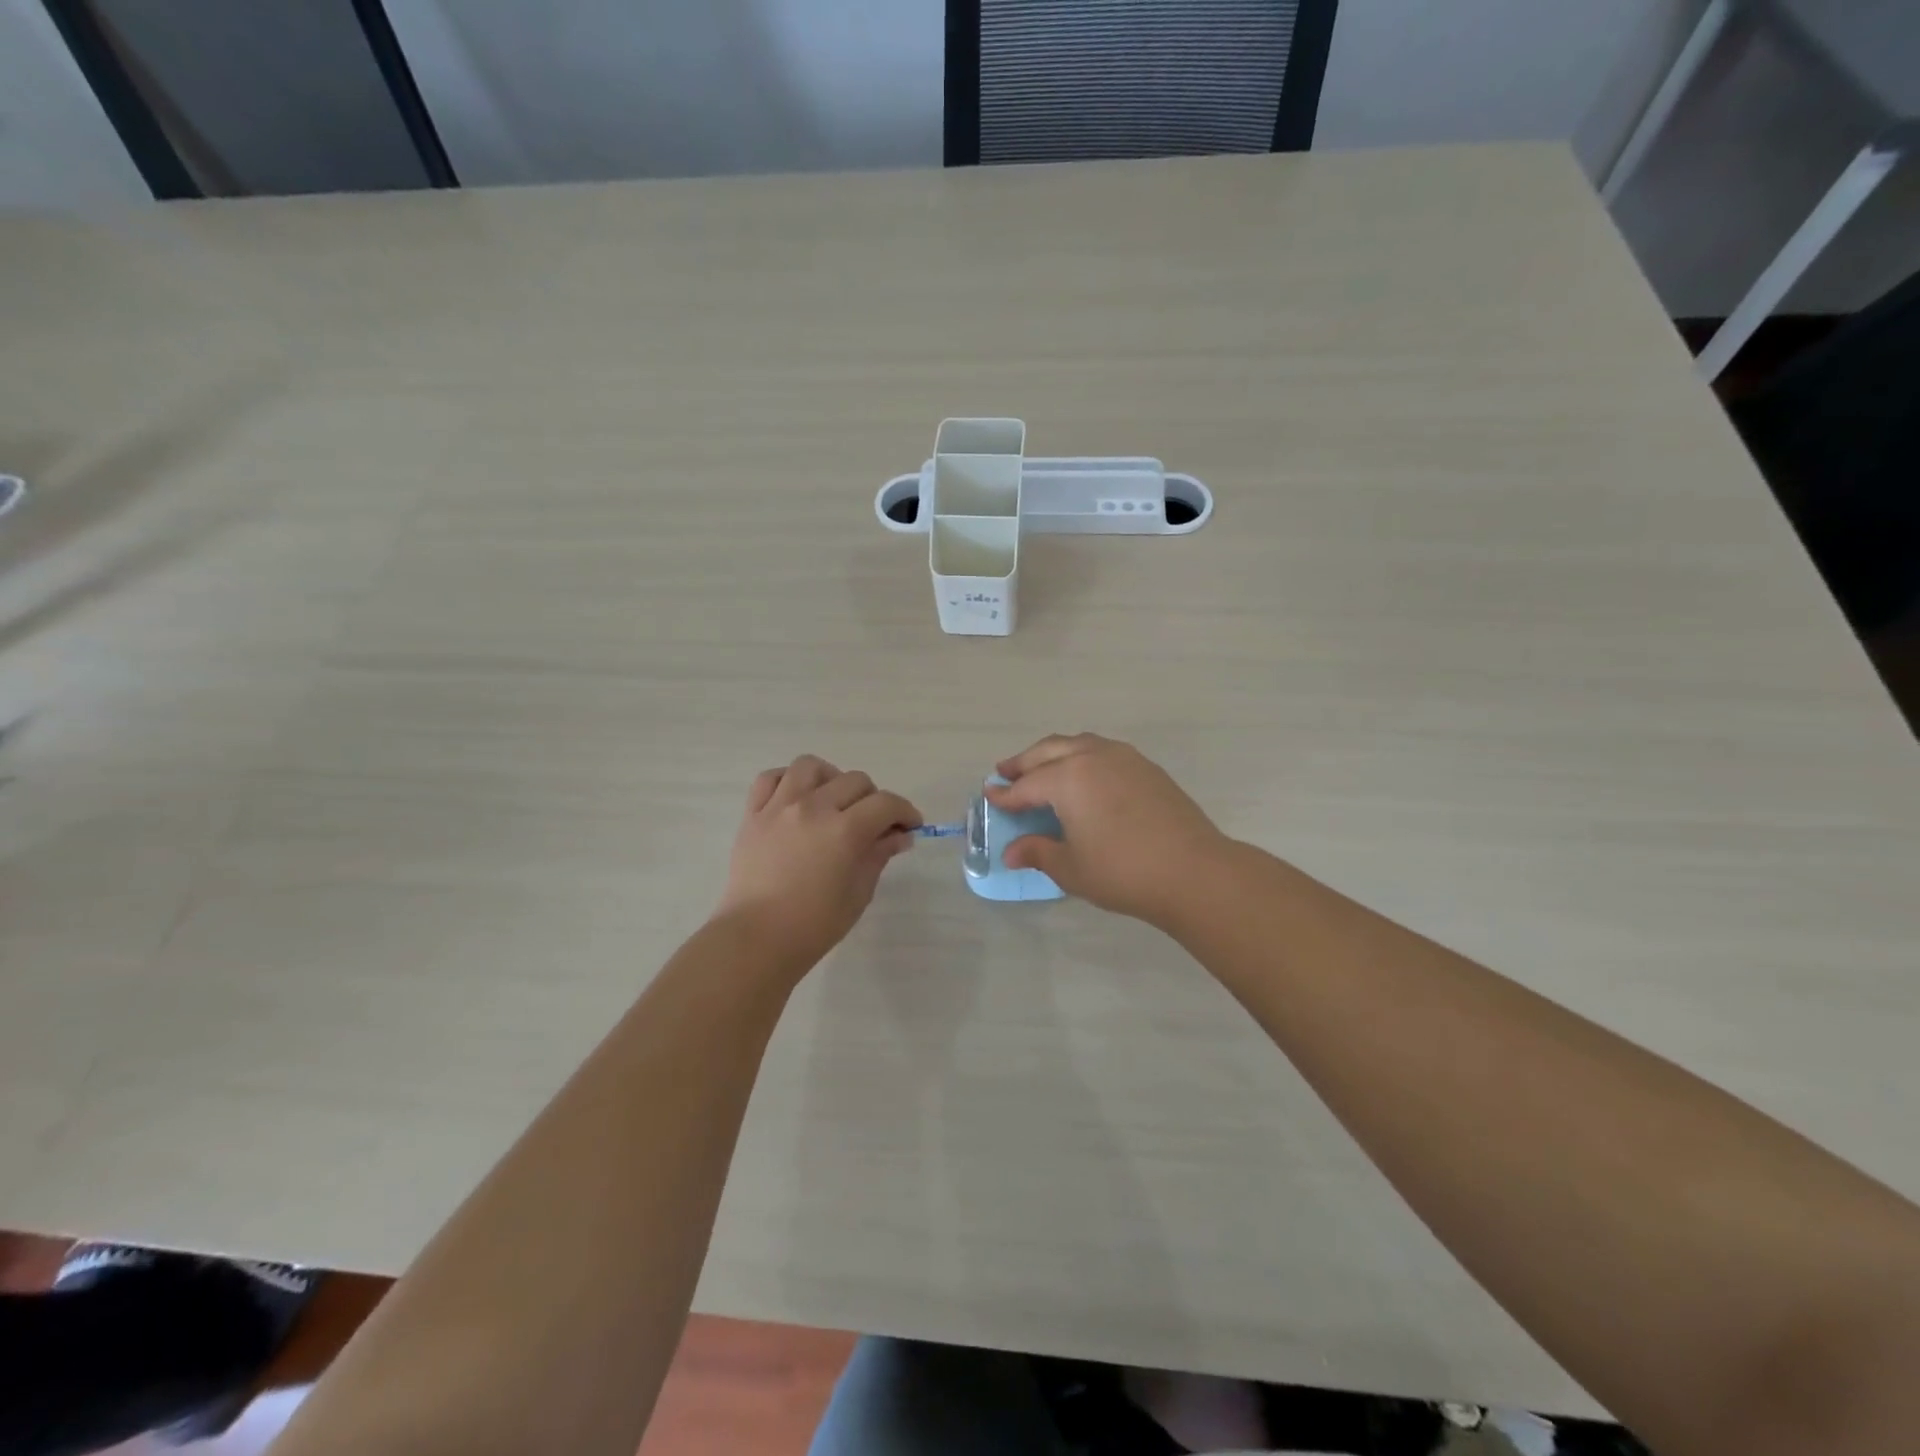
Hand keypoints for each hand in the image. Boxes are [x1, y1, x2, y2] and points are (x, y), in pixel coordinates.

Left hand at [715, 755, 921, 971]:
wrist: (756, 939)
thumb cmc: (814, 925)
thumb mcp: (858, 892)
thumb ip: (878, 855)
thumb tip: (899, 835)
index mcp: (844, 831)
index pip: (886, 804)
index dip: (906, 812)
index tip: (911, 826)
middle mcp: (813, 808)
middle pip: (854, 780)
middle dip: (873, 799)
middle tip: (873, 824)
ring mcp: (779, 807)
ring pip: (811, 766)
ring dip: (830, 779)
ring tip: (832, 801)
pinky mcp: (753, 815)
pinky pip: (770, 778)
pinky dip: (787, 781)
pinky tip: (796, 799)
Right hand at [987, 733, 1231, 926]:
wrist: (1193, 871)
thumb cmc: (1123, 871)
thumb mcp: (1071, 868)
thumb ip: (1038, 853)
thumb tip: (1012, 852)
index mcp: (1068, 778)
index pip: (1027, 785)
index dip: (1006, 794)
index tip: (990, 796)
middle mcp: (1092, 757)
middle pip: (1048, 751)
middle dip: (1024, 762)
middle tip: (1005, 771)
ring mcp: (1123, 757)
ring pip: (1077, 743)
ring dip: (1053, 753)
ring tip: (1041, 766)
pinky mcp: (1146, 767)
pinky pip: (1102, 751)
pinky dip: (1082, 756)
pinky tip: (1083, 775)